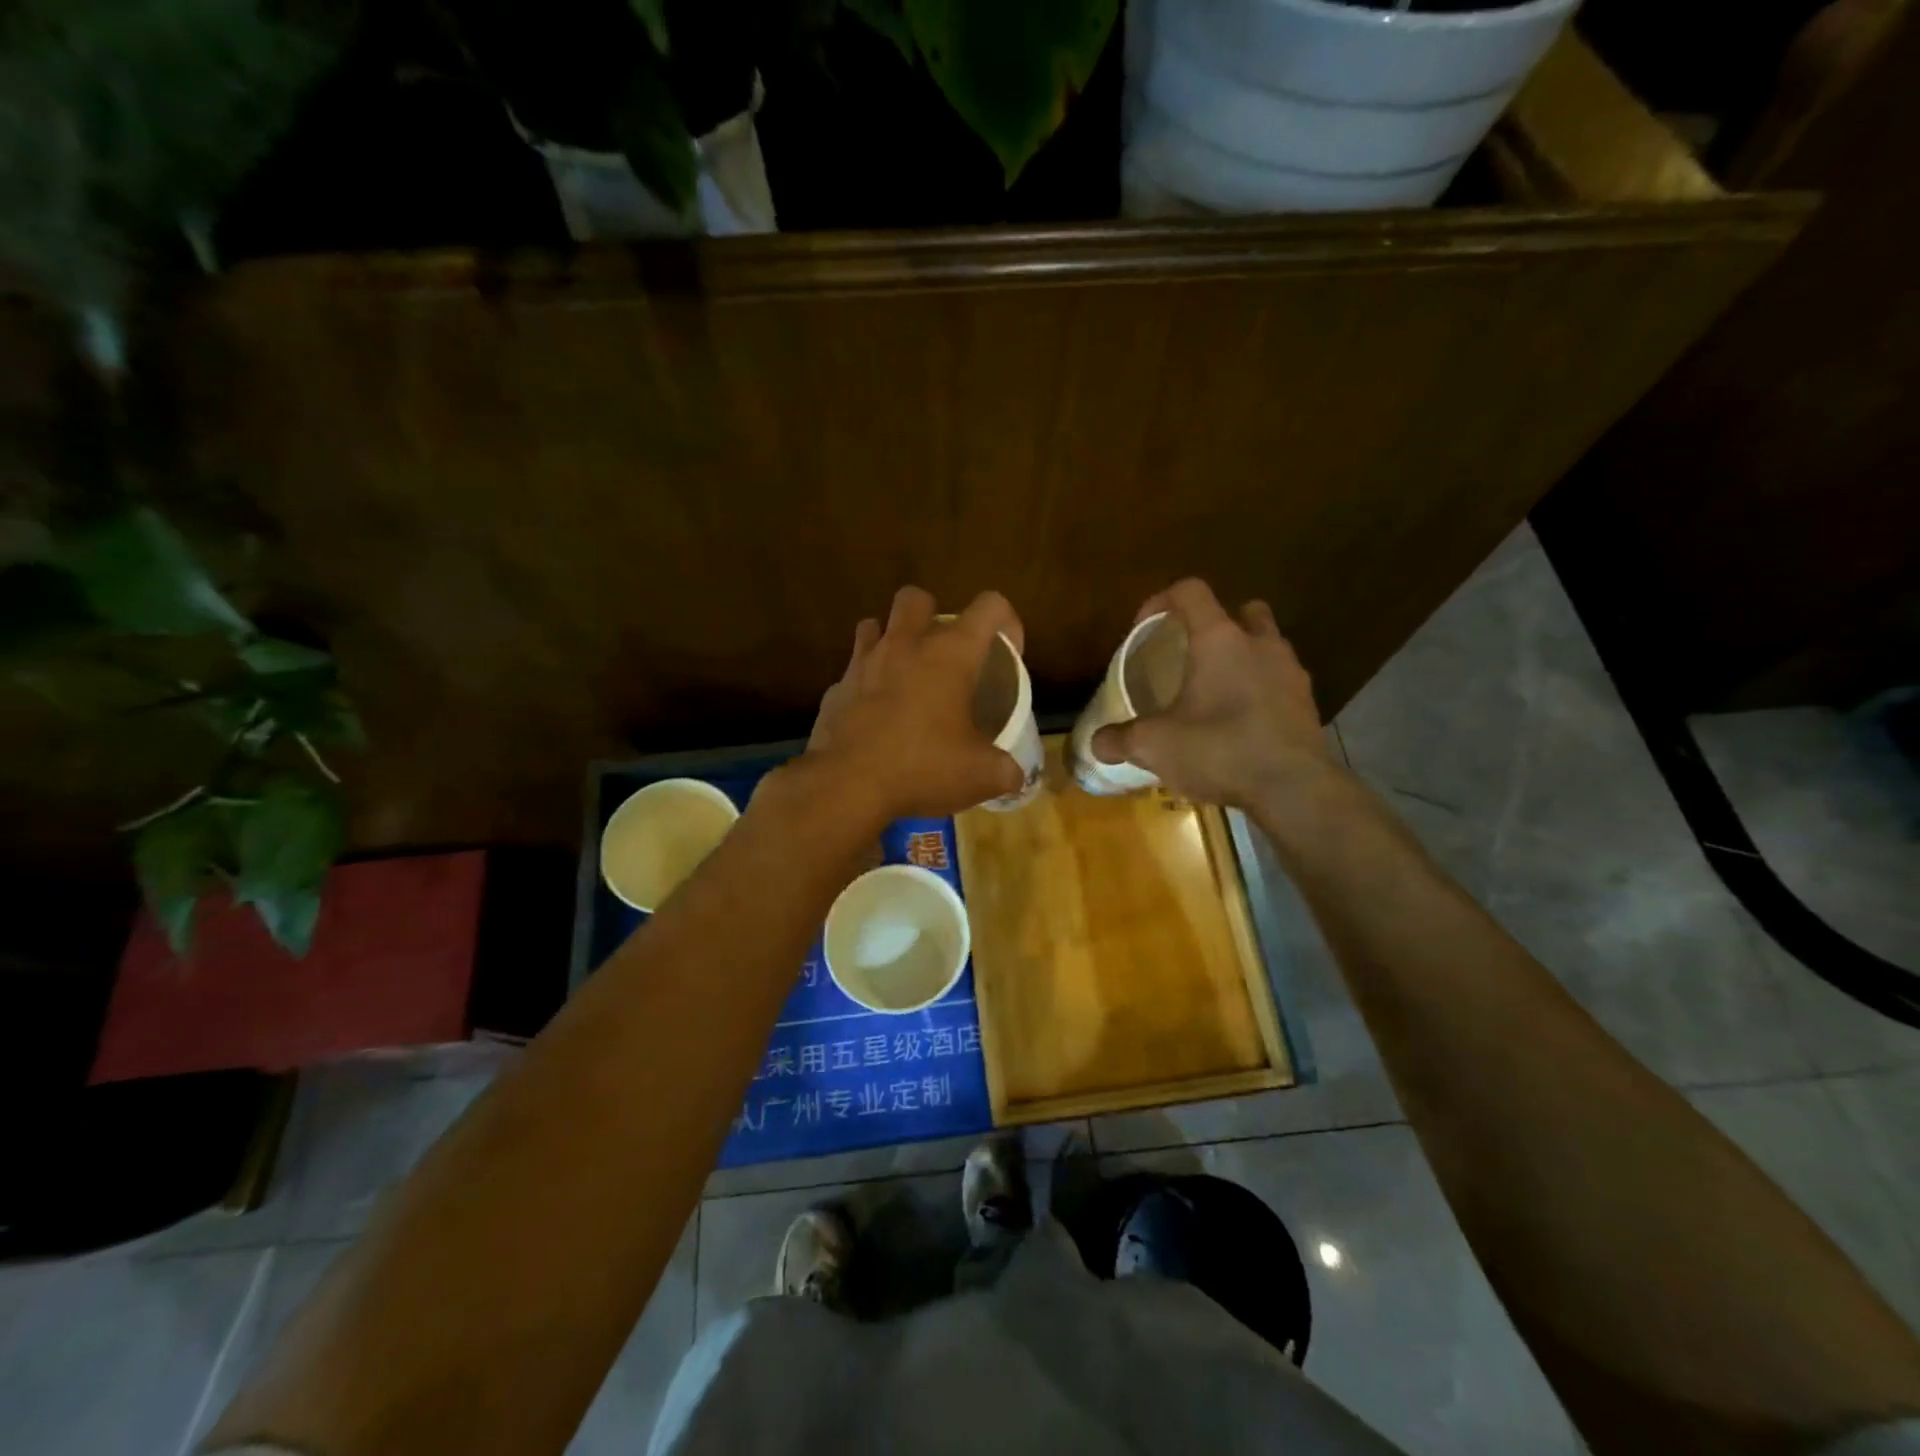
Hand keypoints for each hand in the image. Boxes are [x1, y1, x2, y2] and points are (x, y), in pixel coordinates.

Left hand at [803, 586, 1026, 820]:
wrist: (847, 786)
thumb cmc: (922, 768)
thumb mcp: (981, 776)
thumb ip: (1006, 770)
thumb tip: (1014, 776)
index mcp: (949, 655)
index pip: (989, 607)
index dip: (1006, 621)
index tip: (1008, 652)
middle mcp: (904, 645)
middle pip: (916, 597)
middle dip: (932, 614)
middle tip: (943, 653)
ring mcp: (863, 664)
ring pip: (873, 625)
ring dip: (890, 639)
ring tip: (904, 672)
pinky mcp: (835, 689)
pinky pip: (852, 672)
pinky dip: (865, 684)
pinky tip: (874, 714)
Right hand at [1091, 579, 1343, 811]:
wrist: (1293, 789)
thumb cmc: (1220, 750)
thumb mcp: (1155, 746)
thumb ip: (1120, 739)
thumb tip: (1096, 743)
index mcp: (1220, 639)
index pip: (1190, 591)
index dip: (1162, 601)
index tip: (1144, 629)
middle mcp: (1260, 644)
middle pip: (1243, 611)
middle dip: (1218, 624)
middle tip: (1193, 655)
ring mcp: (1291, 672)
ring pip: (1267, 645)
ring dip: (1244, 658)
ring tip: (1218, 692)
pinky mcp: (1307, 703)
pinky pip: (1280, 682)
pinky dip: (1261, 691)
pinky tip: (1242, 723)